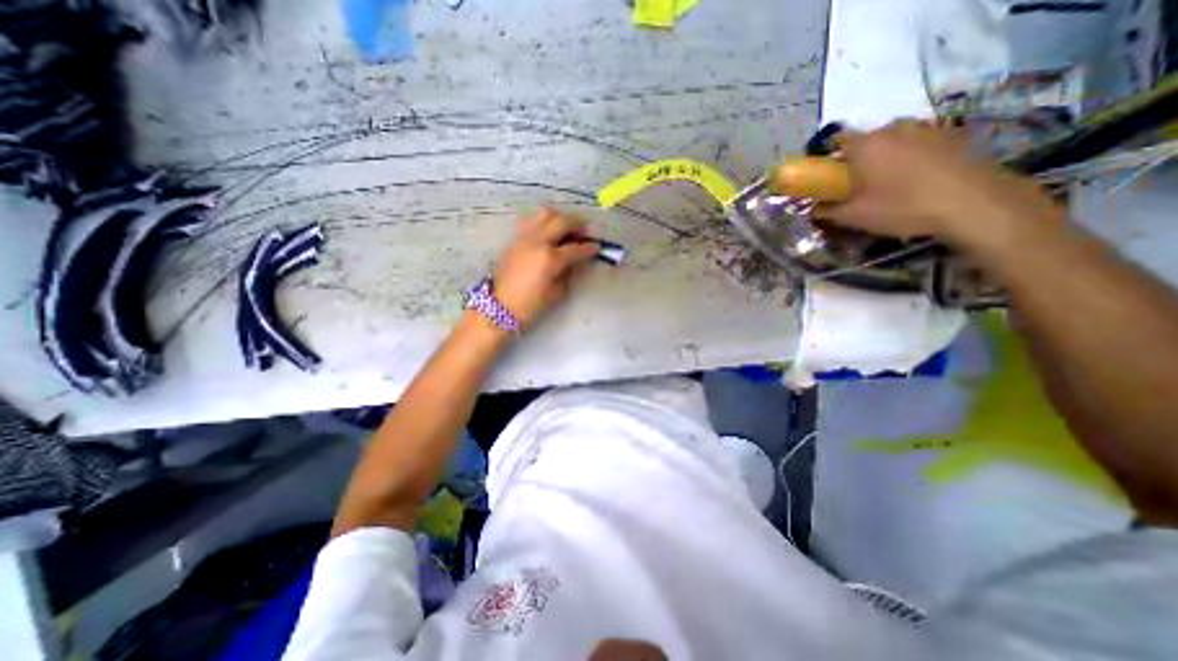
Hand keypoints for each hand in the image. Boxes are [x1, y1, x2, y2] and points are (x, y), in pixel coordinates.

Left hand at [489, 208, 599, 327]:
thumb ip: (569, 272)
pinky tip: (549, 232)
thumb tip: (577, 260)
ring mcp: (524, 237)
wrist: (499, 307)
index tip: (598, 247)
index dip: (590, 248)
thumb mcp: (557, 292)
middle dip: (578, 225)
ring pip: (545, 214)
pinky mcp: (515, 239)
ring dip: (560, 217)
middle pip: (562, 221)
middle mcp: (538, 242)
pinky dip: (544, 222)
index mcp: (550, 258)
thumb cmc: (531, 305)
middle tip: (585, 233)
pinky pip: (531, 221)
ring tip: (566, 228)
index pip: (576, 248)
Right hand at [823, 122, 1059, 247]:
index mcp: (866, 144)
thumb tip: (814, 209)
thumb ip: (827, 211)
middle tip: (856, 183)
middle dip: (857, 158)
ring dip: (885, 155)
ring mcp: (926, 128)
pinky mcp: (951, 135)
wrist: (972, 202)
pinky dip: (910, 155)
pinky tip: (915, 178)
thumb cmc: (901, 207)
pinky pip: (918, 143)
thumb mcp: (853, 216)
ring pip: (894, 139)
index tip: (827, 176)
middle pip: (866, 139)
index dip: (827, 157)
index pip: (836, 140)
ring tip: (887, 181)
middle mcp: (894, 129)